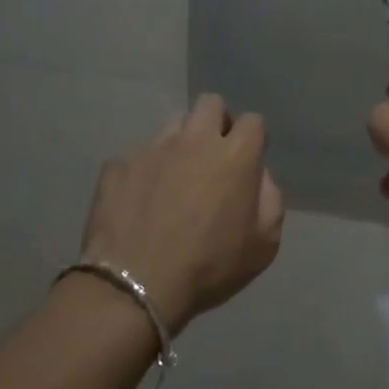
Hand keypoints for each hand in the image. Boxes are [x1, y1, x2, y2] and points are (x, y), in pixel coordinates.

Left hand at [81, 95, 284, 331]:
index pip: (253, 121)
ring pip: (173, 124)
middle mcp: (194, 140)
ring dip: (180, 143)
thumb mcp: (264, 246)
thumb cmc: (208, 267)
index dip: (253, 138)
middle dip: (216, 122)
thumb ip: (270, 201)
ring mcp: (152, 148)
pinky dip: (144, 172)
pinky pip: (137, 156)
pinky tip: (140, 201)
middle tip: (213, 156)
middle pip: (210, 104)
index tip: (247, 160)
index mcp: (234, 156)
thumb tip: (258, 176)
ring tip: (174, 178)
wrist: (135, 284)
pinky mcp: (118, 164)